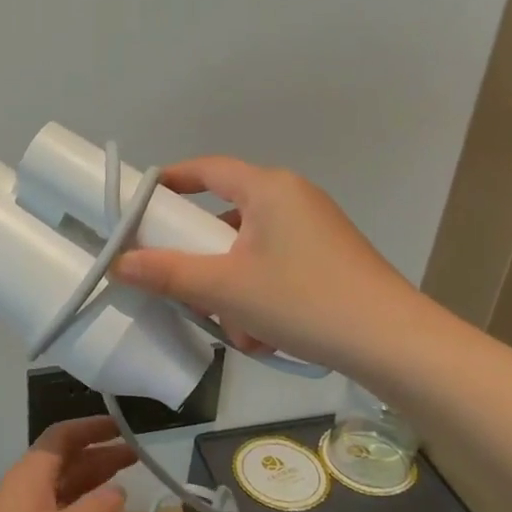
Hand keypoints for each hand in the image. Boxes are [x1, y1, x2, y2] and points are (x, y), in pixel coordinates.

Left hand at [0, 416, 133, 511]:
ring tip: (124, 479)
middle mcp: (24, 484)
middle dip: (98, 454)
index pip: (62, 436)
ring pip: (61, 484)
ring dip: (91, 479)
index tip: (121, 426)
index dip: (91, 428)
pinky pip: (56, 507)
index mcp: (31, 472)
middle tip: (135, 455)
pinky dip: (79, 504)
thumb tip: (119, 490)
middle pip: (64, 459)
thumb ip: (96, 509)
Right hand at [113, 156, 425, 373]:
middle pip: (226, 216)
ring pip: (250, 250)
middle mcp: (293, 198)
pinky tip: (264, 334)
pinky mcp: (329, 259)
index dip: (170, 181)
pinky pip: (276, 268)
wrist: (392, 342)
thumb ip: (166, 273)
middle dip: (203, 257)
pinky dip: (260, 296)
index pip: (207, 169)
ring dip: (232, 288)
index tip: (141, 203)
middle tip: (183, 285)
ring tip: (233, 326)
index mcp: (269, 189)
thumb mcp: (224, 288)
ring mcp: (315, 229)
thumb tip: (119, 263)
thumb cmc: (302, 300)